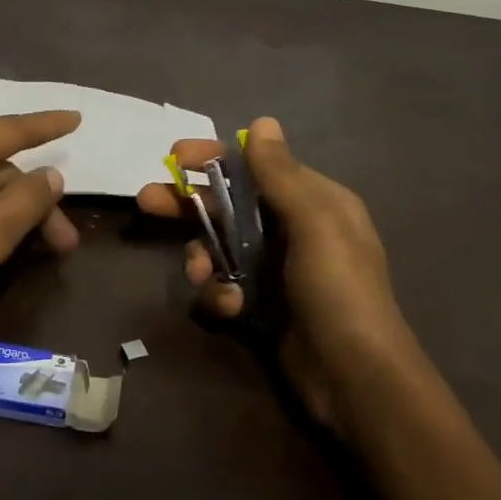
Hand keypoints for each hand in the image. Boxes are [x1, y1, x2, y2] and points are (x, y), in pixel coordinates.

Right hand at [136, 116, 432, 441]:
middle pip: (227, 205)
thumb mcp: (315, 222)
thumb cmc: (338, 289)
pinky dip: (218, 294)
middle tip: (146, 201)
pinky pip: (222, 286)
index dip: (215, 158)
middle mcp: (291, 230)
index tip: (176, 156)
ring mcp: (272, 270)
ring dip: (202, 258)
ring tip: (202, 274)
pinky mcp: (258, 305)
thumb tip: (262, 122)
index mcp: (312, 201)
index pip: (256, 167)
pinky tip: (230, 309)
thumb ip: (282, 174)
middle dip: (188, 205)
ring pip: (217, 248)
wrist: (354, 377)